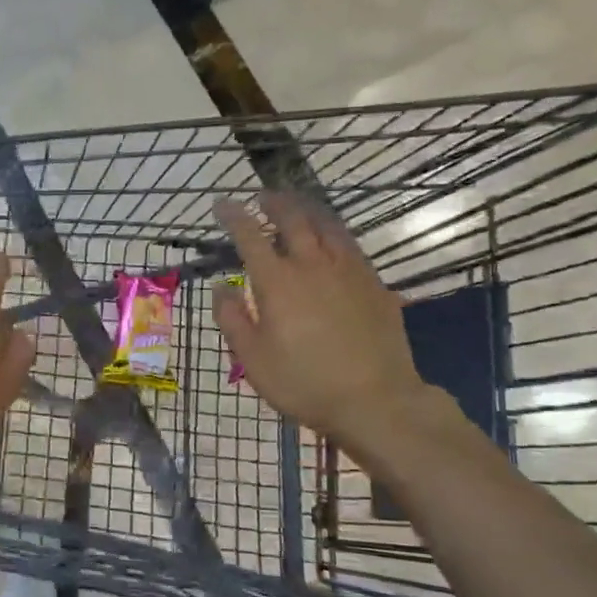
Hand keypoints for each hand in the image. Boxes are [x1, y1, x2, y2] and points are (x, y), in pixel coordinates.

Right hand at [212, 193, 440, 463]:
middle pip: (293, 219)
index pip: (249, 235)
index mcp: (277, 281)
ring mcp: (348, 271)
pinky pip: (351, 245)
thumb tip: (220, 287)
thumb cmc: (303, 383)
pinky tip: (332, 239)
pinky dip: (334, 232)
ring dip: (307, 209)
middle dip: (274, 202)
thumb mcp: (252, 359)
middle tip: (262, 196)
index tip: (222, 204)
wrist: (376, 400)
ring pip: (327, 225)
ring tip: (297, 205)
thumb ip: (232, 318)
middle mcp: (312, 264)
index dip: (234, 216)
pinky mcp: (374, 284)